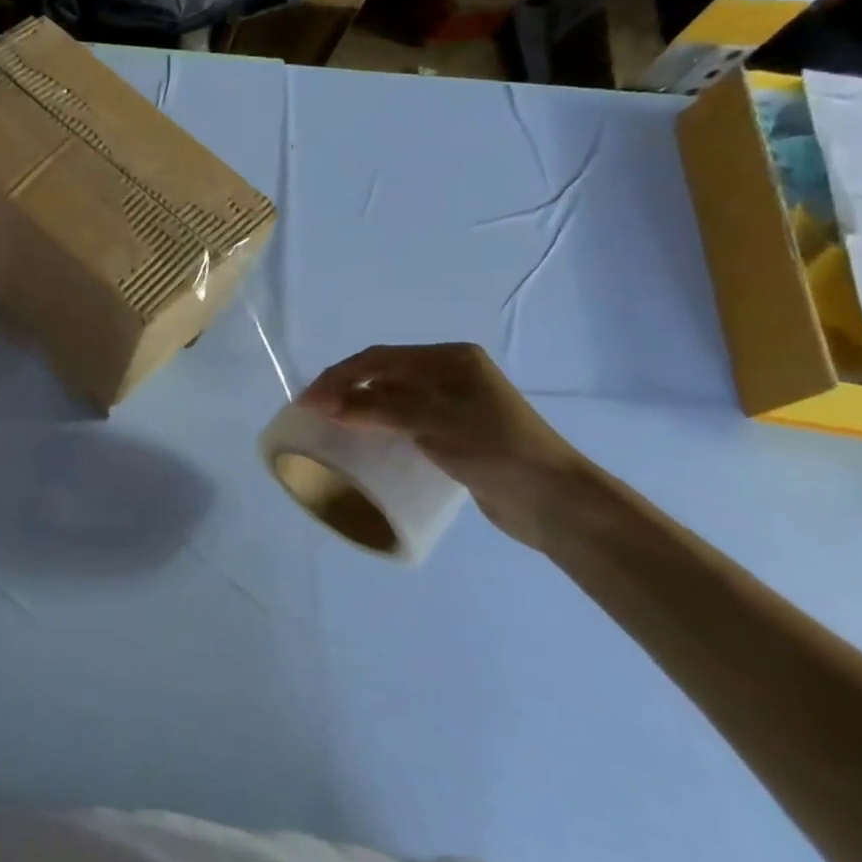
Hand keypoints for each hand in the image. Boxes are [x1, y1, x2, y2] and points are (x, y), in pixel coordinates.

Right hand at [298, 343, 598, 550]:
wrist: (554, 502)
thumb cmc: (496, 449)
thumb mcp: (434, 422)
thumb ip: (378, 409)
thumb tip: (325, 404)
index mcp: (450, 359)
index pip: (380, 359)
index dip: (339, 377)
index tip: (307, 402)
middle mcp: (450, 374)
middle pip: (383, 374)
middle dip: (344, 388)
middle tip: (310, 411)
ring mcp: (453, 403)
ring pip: (392, 397)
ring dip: (358, 407)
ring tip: (328, 425)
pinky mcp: (453, 433)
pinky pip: (403, 421)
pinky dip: (377, 425)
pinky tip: (362, 440)